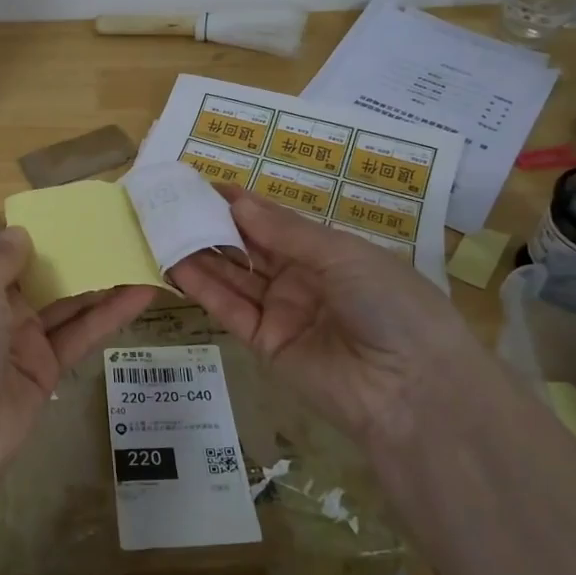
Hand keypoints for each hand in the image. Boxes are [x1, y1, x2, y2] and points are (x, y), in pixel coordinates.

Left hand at [0, 228, 157, 495]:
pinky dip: (109, 315)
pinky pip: (78, 334)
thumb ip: (0, 256)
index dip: (32, 233)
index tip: (72, 214)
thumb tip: (20, 233)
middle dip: (72, 254)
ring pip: (63, 303)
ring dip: (99, 281)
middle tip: (119, 229)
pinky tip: (142, 292)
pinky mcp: (43, 370)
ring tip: (141, 253)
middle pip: (35, 274)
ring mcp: (15, 340)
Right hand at [170, 189, 489, 442]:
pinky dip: (203, 288)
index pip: (276, 223)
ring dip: (202, 254)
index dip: (242, 205)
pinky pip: (230, 310)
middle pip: (250, 248)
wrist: (412, 389)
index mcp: (330, 253)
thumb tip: (237, 201)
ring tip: (164, 228)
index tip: (203, 185)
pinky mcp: (265, 343)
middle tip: (173, 204)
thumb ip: (285, 231)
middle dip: (215, 226)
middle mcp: (303, 279)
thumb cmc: (390, 303)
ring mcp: (283, 312)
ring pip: (234, 277)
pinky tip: (175, 264)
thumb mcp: (344, 255)